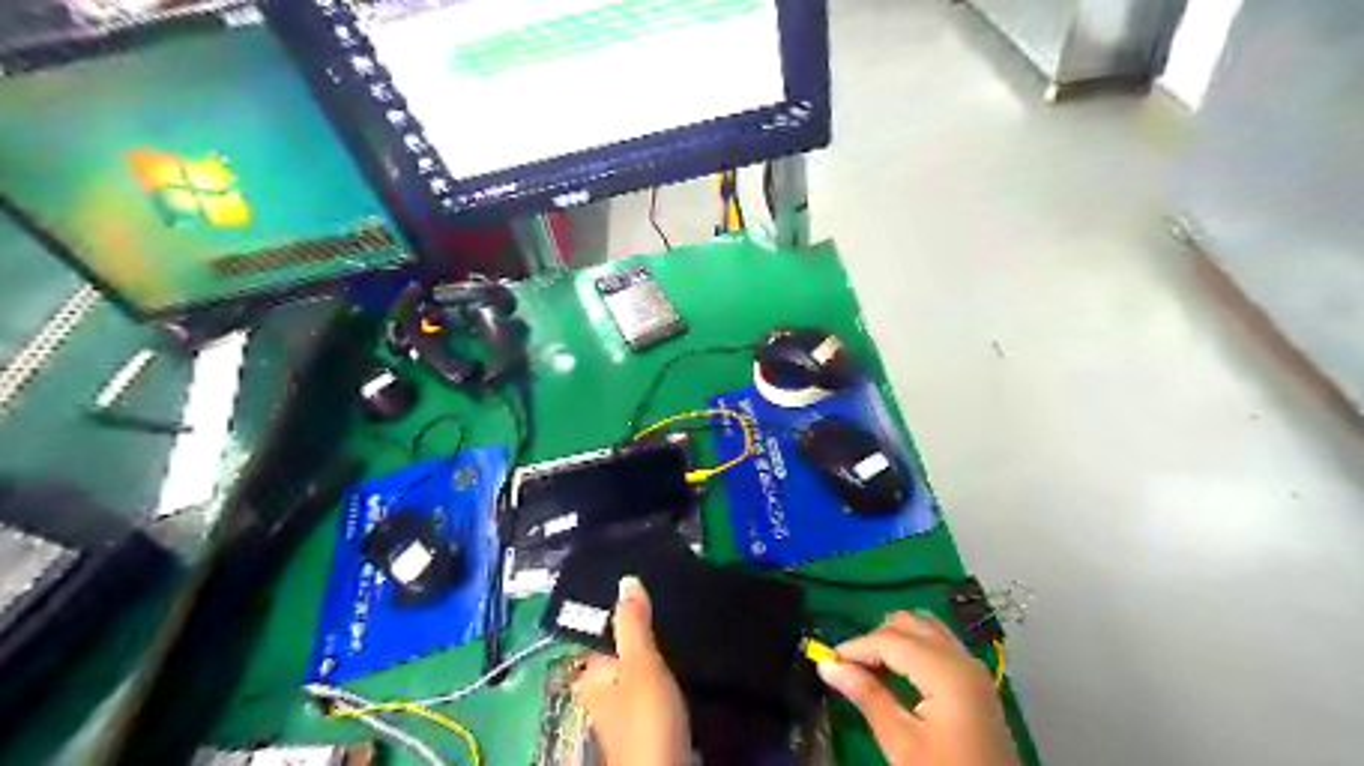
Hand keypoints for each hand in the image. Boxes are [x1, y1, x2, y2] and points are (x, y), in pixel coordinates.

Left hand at [575, 575, 686, 765]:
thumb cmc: (645, 716)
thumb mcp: (639, 663)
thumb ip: (633, 623)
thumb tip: (625, 578)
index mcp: (592, 675)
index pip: (605, 631)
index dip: (628, 608)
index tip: (654, 583)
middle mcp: (605, 690)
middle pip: (627, 649)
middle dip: (649, 629)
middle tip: (676, 598)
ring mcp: (630, 707)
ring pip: (646, 666)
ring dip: (663, 650)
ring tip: (686, 620)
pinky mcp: (654, 719)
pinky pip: (660, 685)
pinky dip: (672, 672)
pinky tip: (691, 657)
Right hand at [814, 614, 1017, 765]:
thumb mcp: (902, 743)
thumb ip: (867, 696)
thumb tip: (828, 665)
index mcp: (946, 670)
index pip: (890, 639)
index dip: (855, 646)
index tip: (828, 661)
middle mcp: (961, 658)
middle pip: (908, 623)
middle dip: (874, 639)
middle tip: (849, 667)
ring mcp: (972, 668)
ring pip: (924, 628)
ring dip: (893, 639)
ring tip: (870, 668)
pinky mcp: (975, 681)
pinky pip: (938, 643)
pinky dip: (913, 647)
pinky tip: (897, 672)